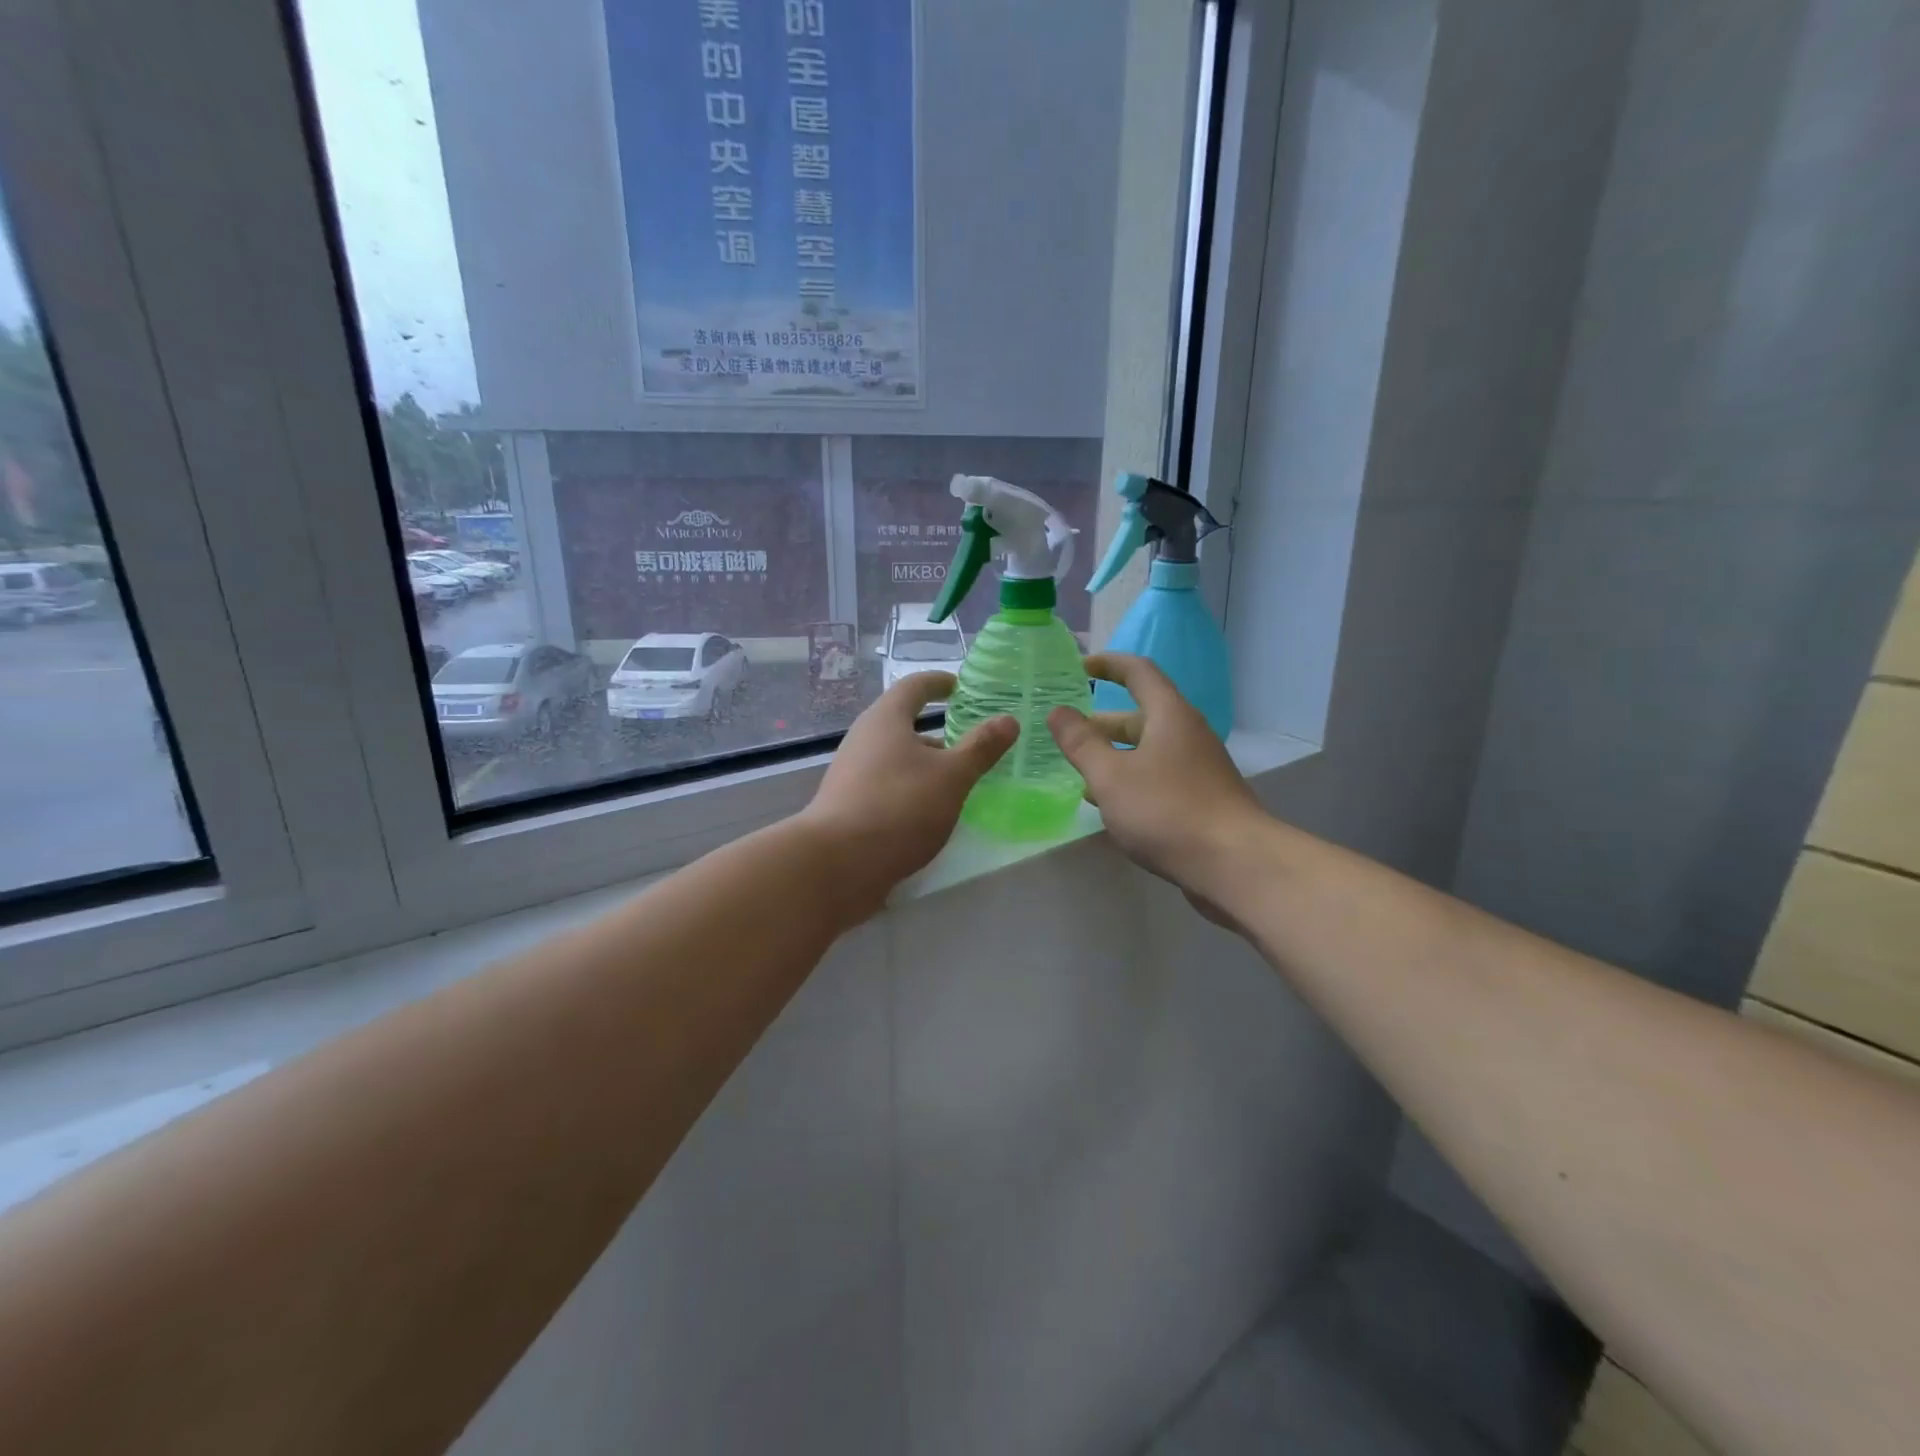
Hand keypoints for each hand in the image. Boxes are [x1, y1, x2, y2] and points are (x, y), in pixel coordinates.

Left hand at [798, 672, 1015, 919]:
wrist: (837, 864)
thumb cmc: (899, 806)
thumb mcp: (951, 776)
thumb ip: (981, 748)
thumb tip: (1008, 720)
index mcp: (886, 719)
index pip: (914, 686)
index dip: (938, 682)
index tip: (959, 686)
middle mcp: (864, 739)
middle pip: (903, 725)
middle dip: (938, 733)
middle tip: (971, 746)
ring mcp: (852, 774)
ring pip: (896, 759)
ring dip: (925, 766)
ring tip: (957, 785)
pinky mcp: (848, 806)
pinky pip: (887, 786)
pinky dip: (911, 790)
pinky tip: (929, 814)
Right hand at [1047, 653, 1264, 900]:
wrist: (1234, 864)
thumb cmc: (1167, 810)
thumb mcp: (1111, 776)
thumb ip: (1081, 743)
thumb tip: (1058, 711)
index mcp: (1169, 715)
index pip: (1138, 672)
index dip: (1107, 665)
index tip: (1077, 668)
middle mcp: (1187, 734)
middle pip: (1141, 715)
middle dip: (1101, 721)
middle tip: (1066, 733)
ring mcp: (1198, 768)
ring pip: (1148, 750)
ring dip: (1113, 755)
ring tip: (1078, 771)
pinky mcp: (1201, 798)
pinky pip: (1158, 776)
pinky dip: (1131, 780)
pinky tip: (1109, 805)